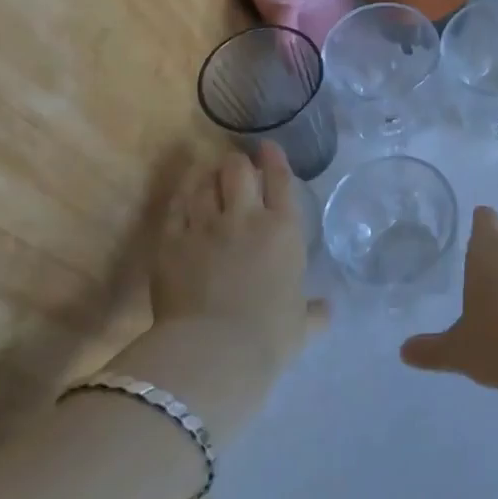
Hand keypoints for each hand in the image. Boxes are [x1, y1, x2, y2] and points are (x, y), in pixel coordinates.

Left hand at [110, 143, 326, 443]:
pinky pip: (176, 208)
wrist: (214, 351)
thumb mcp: (301, 325)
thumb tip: (326, 310)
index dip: (274, 159)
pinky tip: (184, 197)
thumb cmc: (269, 336)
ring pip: (205, 184)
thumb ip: (314, 312)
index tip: (267, 147)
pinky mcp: (171, 242)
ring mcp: (205, 226)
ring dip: (209, 176)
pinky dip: (182, 198)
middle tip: (236, 167)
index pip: (280, 180)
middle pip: (239, 171)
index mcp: (284, 229)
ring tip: (209, 176)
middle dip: (238, 164)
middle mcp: (246, 217)